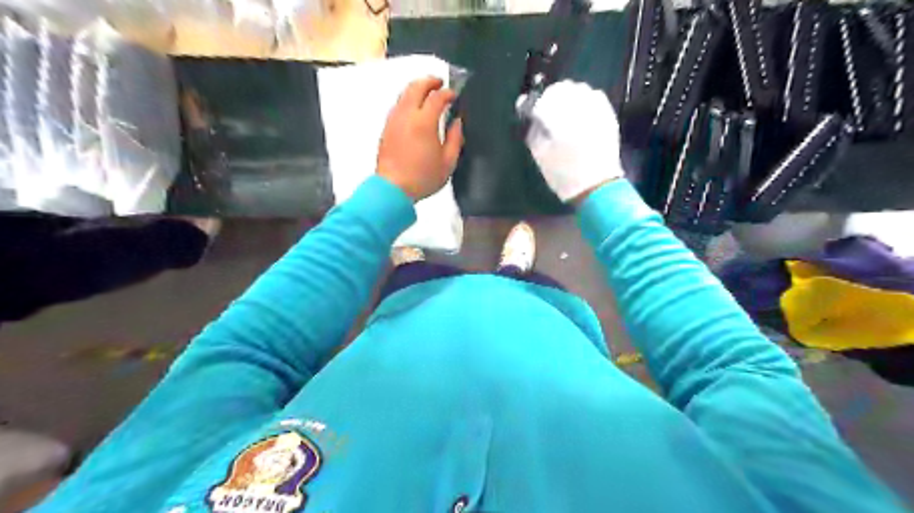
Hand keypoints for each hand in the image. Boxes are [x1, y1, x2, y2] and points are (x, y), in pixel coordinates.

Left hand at [379, 77, 464, 200]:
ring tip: (428, 93)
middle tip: (440, 83)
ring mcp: (394, 120)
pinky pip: (398, 105)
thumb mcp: (448, 162)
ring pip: (404, 93)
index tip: (454, 96)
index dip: (448, 93)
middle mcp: (407, 115)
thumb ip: (455, 139)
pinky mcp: (386, 127)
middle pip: (416, 86)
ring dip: (417, 88)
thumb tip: (456, 122)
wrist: (393, 188)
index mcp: (424, 122)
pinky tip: (415, 109)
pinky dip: (408, 99)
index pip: (437, 97)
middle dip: (429, 81)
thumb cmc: (423, 178)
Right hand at [526, 81, 625, 201]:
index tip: (530, 113)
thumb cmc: (563, 174)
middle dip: (551, 97)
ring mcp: (597, 111)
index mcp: (560, 122)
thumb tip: (528, 112)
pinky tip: (580, 113)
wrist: (596, 186)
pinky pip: (595, 96)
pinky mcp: (608, 115)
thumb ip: (532, 130)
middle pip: (561, 88)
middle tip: (546, 112)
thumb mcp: (540, 155)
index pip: (541, 100)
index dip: (533, 104)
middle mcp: (580, 110)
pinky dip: (585, 99)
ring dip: (568, 95)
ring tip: (563, 111)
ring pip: (579, 89)